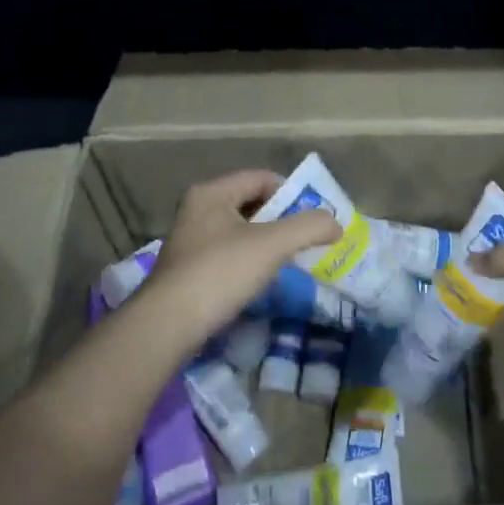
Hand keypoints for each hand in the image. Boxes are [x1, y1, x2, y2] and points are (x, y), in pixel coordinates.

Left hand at [139, 170, 341, 343]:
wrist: (167, 326)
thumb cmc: (219, 273)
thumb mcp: (272, 245)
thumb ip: (308, 227)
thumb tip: (336, 223)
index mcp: (212, 193)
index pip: (261, 178)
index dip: (292, 192)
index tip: (314, 216)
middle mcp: (197, 210)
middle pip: (251, 204)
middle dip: (282, 219)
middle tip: (308, 238)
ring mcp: (190, 241)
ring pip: (240, 231)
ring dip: (267, 243)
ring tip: (290, 261)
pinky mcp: (188, 270)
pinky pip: (228, 255)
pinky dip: (249, 262)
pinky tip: (261, 281)